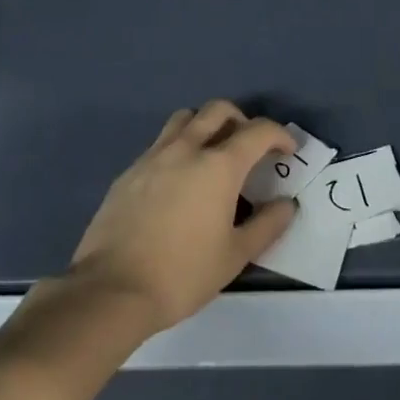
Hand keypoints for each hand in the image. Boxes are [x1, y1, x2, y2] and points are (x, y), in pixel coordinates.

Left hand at [68, 102, 297, 334]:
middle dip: (241, 120)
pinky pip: (161, 143)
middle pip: (218, 110)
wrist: (111, 290)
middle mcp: (187, 148)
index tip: (288, 150)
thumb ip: (266, 225)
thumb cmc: (181, 274)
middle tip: (250, 147)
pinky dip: (179, 148)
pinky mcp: (130, 171)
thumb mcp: (234, 257)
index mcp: (218, 165)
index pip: (258, 131)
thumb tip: (286, 204)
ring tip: (212, 154)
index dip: (279, 135)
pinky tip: (178, 181)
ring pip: (185, 118)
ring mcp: (154, 155)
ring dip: (206, 125)